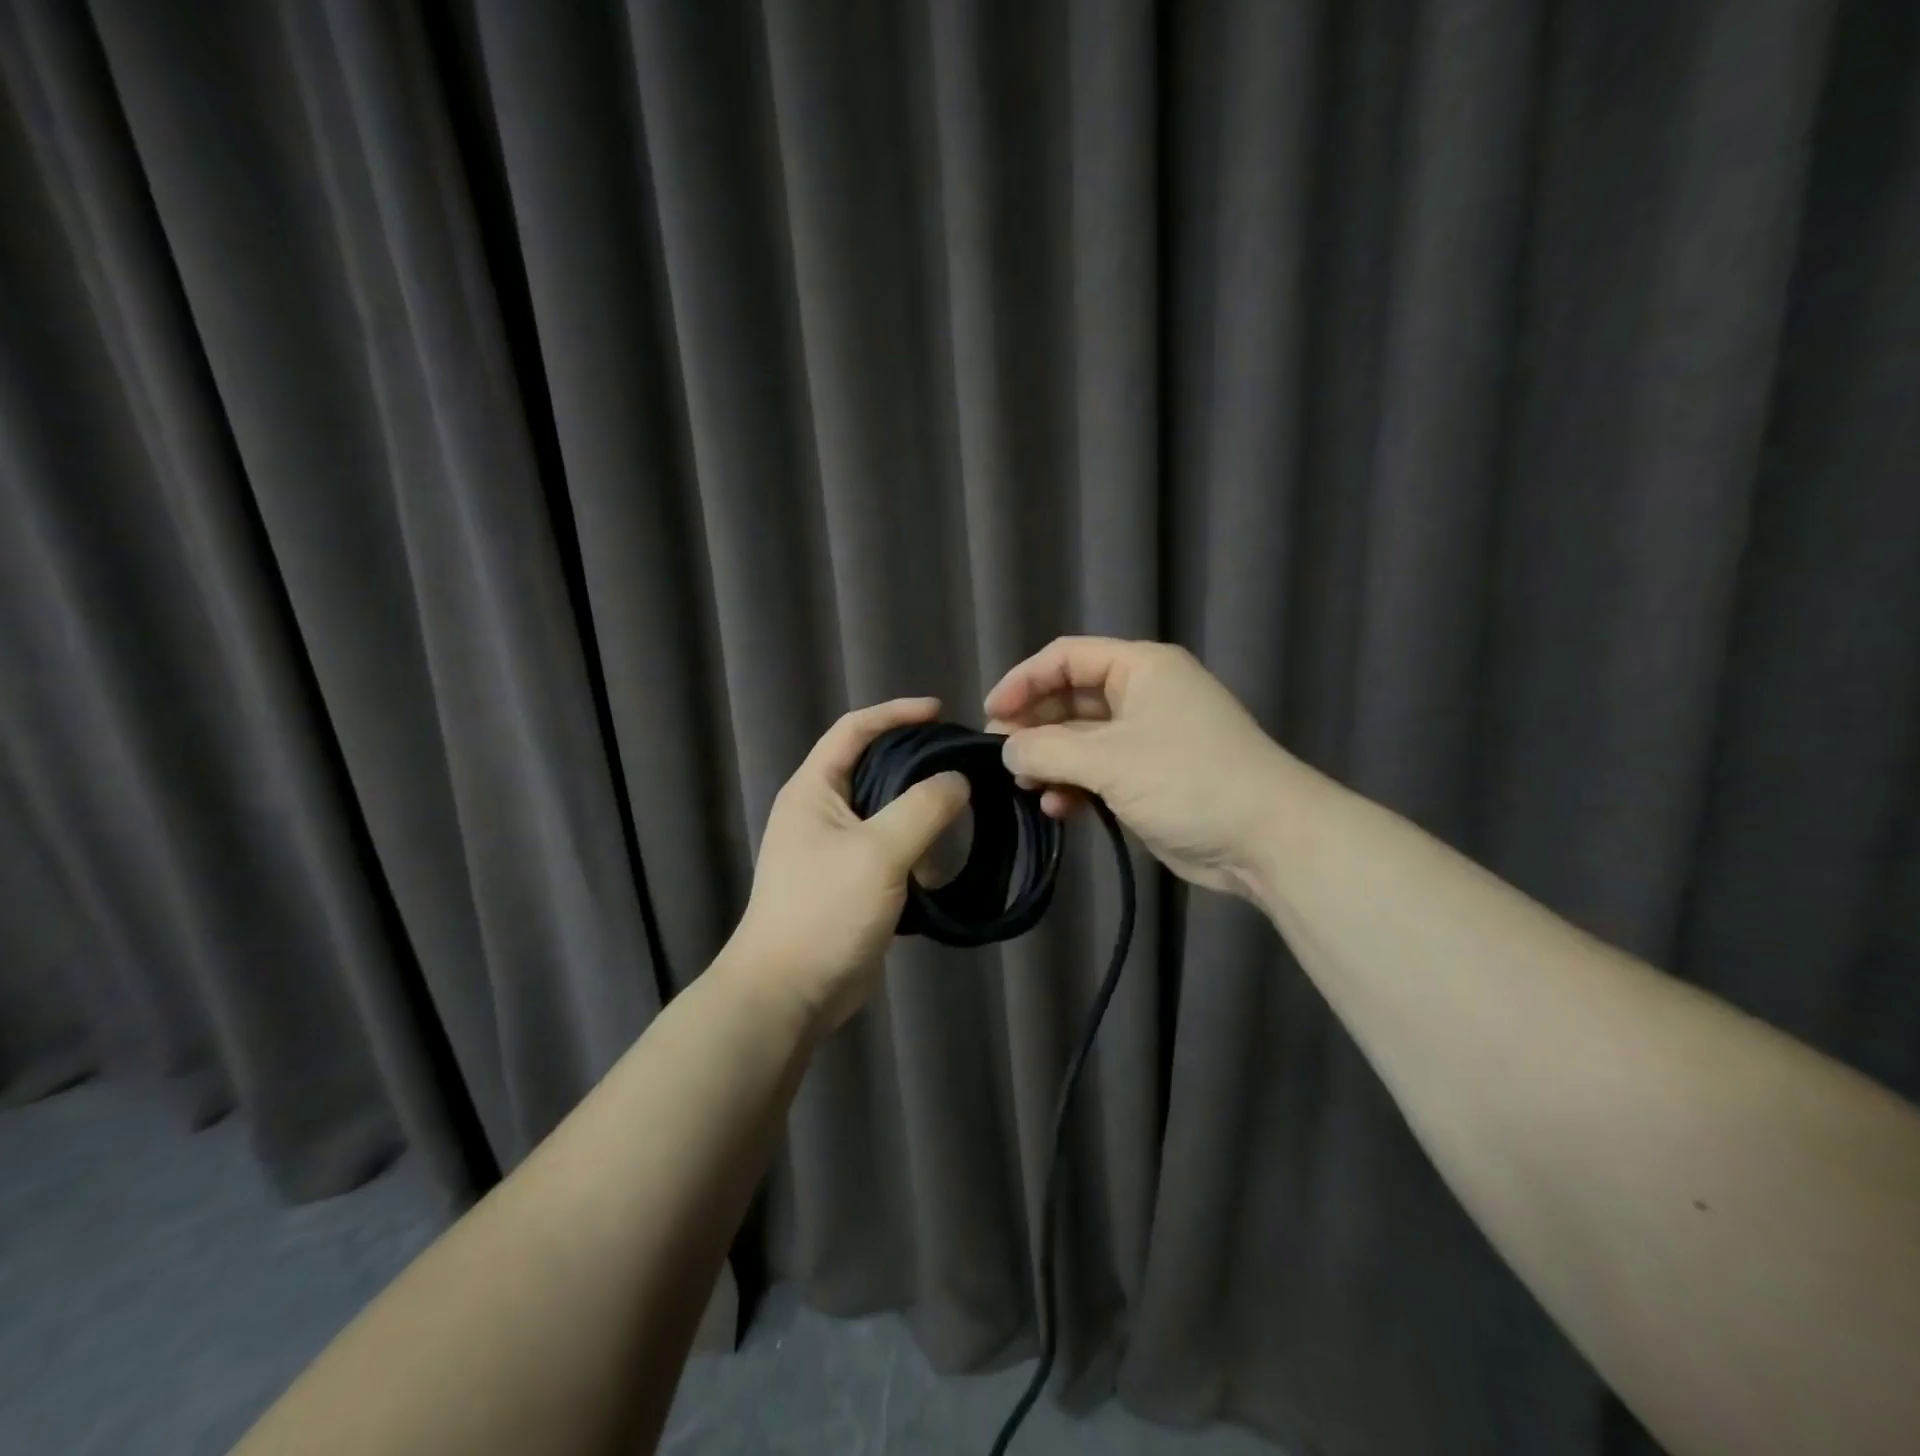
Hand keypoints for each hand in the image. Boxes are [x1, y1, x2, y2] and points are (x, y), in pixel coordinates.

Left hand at [727, 698, 970, 1034]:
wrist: (787, 994)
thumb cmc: (825, 911)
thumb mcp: (879, 852)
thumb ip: (923, 808)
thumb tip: (958, 780)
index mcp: (814, 789)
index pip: (854, 729)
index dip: (895, 713)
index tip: (940, 712)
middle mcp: (821, 811)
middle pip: (875, 768)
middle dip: (917, 767)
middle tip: (962, 768)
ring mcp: (834, 849)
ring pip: (886, 813)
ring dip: (919, 818)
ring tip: (956, 828)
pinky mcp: (850, 881)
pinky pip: (889, 850)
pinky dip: (915, 853)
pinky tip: (938, 871)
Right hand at [986, 637, 1289, 897]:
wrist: (1266, 838)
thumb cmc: (1188, 780)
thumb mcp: (1109, 760)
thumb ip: (1047, 750)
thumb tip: (1006, 749)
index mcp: (1140, 668)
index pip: (1067, 657)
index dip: (1024, 680)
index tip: (991, 713)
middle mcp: (1143, 695)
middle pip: (1071, 698)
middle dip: (1034, 725)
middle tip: (999, 756)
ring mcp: (1147, 738)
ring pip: (1081, 739)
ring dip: (1051, 760)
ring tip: (1024, 785)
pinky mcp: (1149, 777)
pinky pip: (1098, 771)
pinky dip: (1074, 786)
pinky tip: (1058, 808)